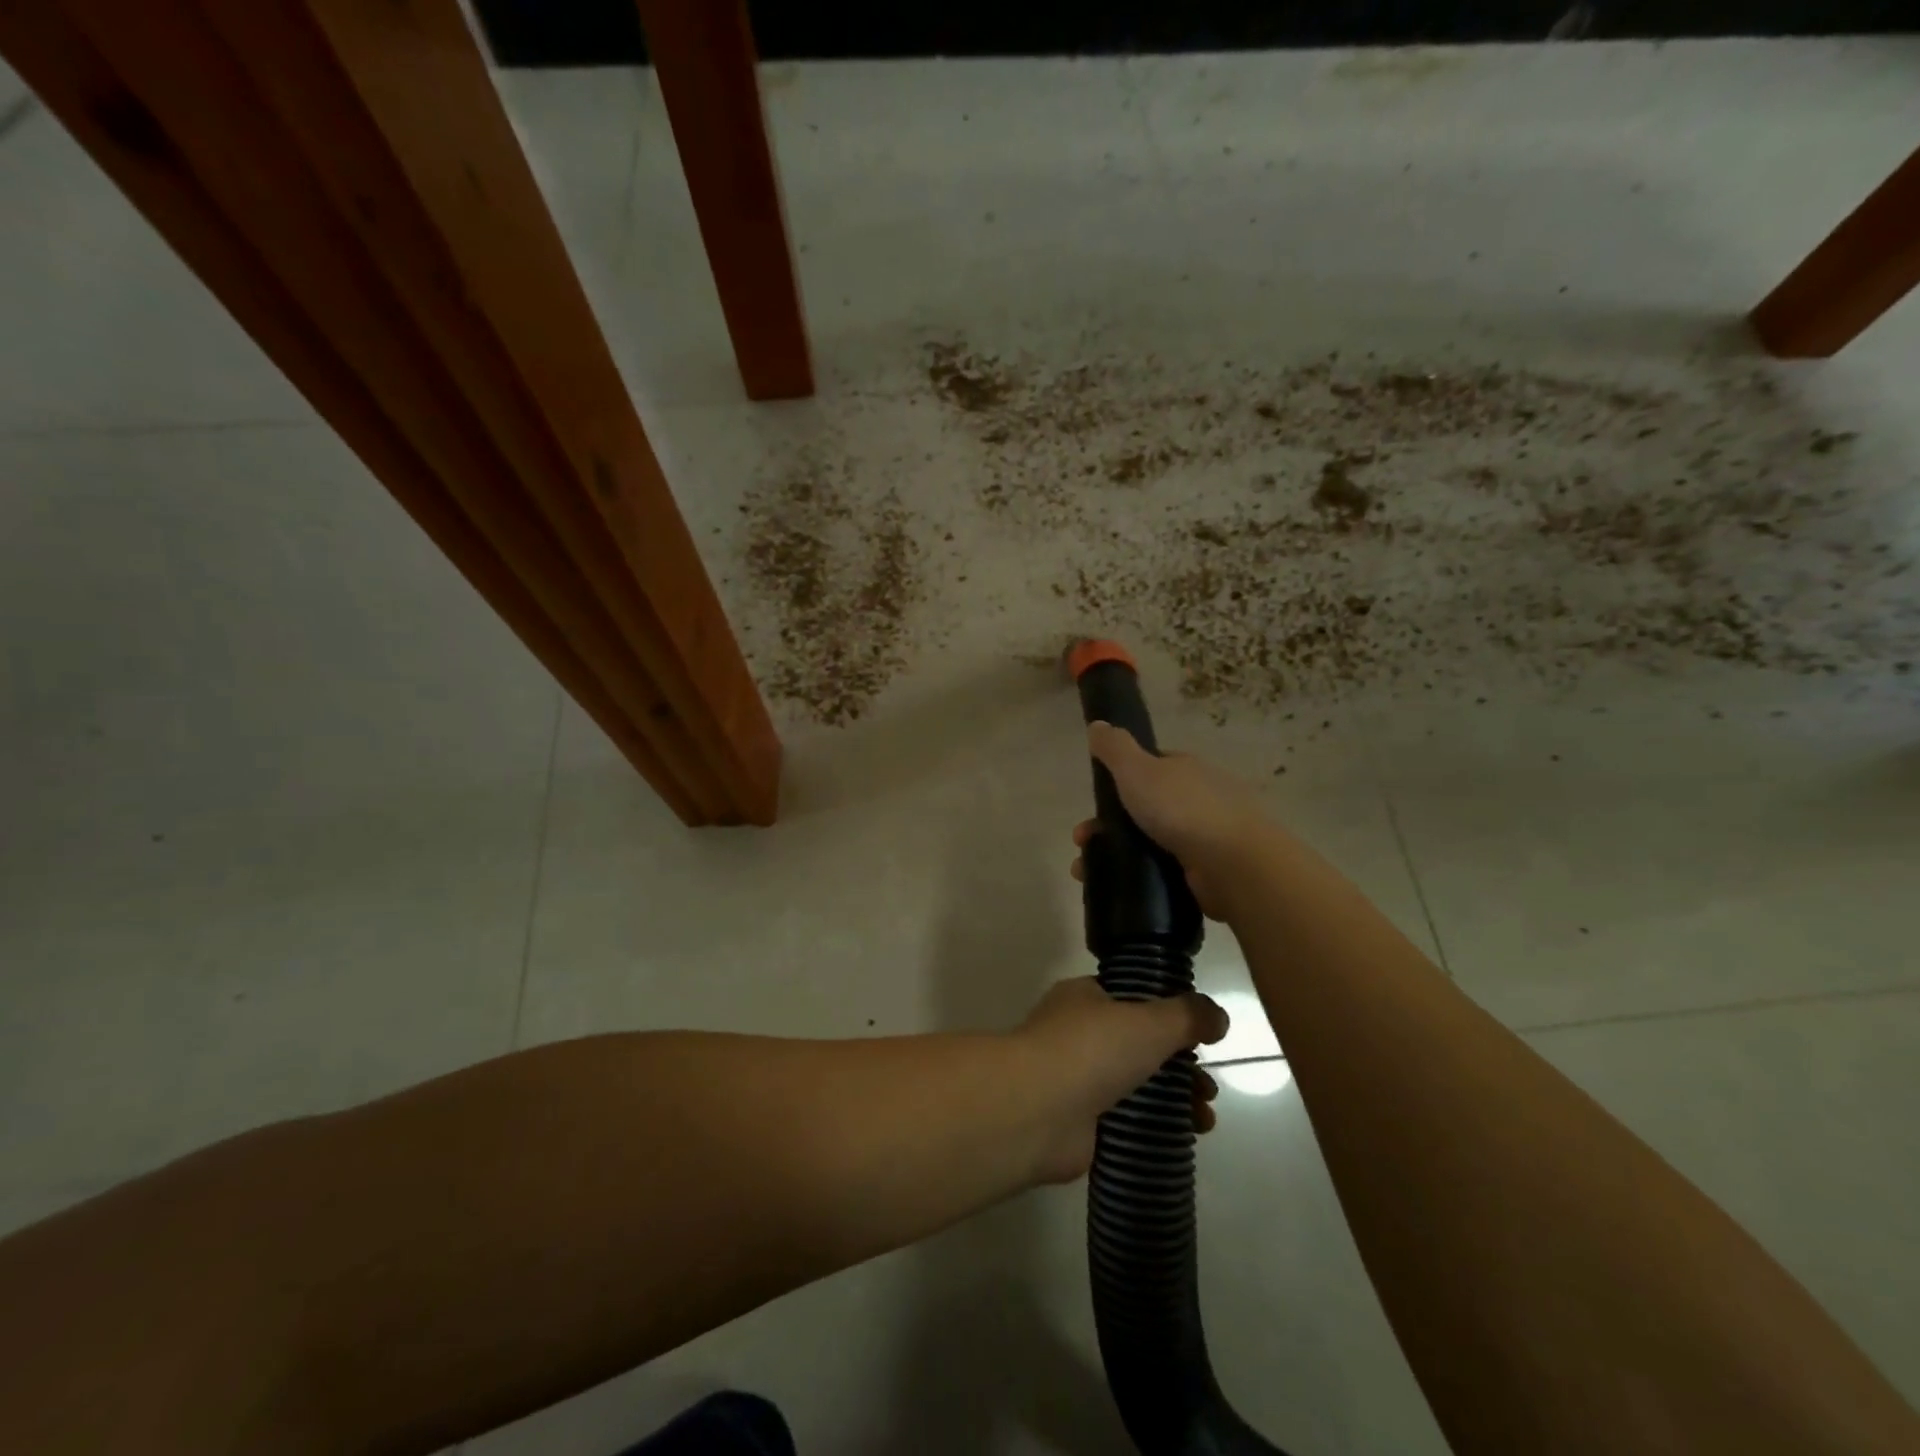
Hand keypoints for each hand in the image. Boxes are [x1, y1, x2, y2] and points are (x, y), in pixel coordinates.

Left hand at [1016, 977, 1227, 1184]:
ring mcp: (1074, 1078)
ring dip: (1174, 1098)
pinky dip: (1153, 1126)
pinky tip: (1183, 1136)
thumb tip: (1218, 1016)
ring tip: (1205, 1119)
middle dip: (1180, 1065)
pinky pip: (1124, 1120)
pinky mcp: (1077, 1122)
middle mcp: (1075, 1033)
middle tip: (1208, 1088)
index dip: (1168, 1016)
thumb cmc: (1091, 1050)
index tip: (1200, 1038)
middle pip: (1138, 1045)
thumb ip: (1188, 1015)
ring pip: (1135, 1084)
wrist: (1037, 1111)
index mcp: (1083, 997)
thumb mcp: (1149, 1021)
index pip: (1130, 997)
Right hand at [1072, 722, 1271, 917]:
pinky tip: (1115, 890)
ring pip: (1148, 844)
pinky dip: (1136, 880)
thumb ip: (1115, 747)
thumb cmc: (1182, 809)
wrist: (1234, 866)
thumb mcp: (1138, 769)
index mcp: (1186, 770)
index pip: (1150, 768)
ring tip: (1086, 872)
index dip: (1119, 780)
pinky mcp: (1205, 875)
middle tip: (1082, 841)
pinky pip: (1161, 873)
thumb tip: (1097, 725)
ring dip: (1113, 855)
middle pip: (1144, 809)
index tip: (1095, 800)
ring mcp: (1205, 839)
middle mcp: (1198, 800)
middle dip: (1107, 825)